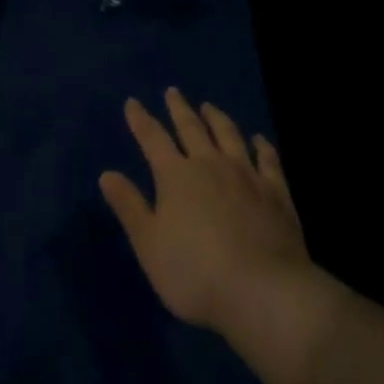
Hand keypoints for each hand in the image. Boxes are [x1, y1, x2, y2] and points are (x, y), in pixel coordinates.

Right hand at [101, 88, 314, 334]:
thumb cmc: (196, 273)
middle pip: (192, 128)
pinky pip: (268, 160)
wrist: (264, 292)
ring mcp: (246, 175)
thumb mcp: (149, 245)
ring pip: (229, 136)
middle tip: (173, 92)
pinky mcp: (276, 193)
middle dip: (179, 109)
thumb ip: (129, 207)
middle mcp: (210, 164)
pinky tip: (260, 140)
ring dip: (217, 119)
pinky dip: (262, 147)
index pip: (153, 138)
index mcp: (175, 175)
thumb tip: (107, 174)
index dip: (140, 119)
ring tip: (210, 107)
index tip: (132, 102)